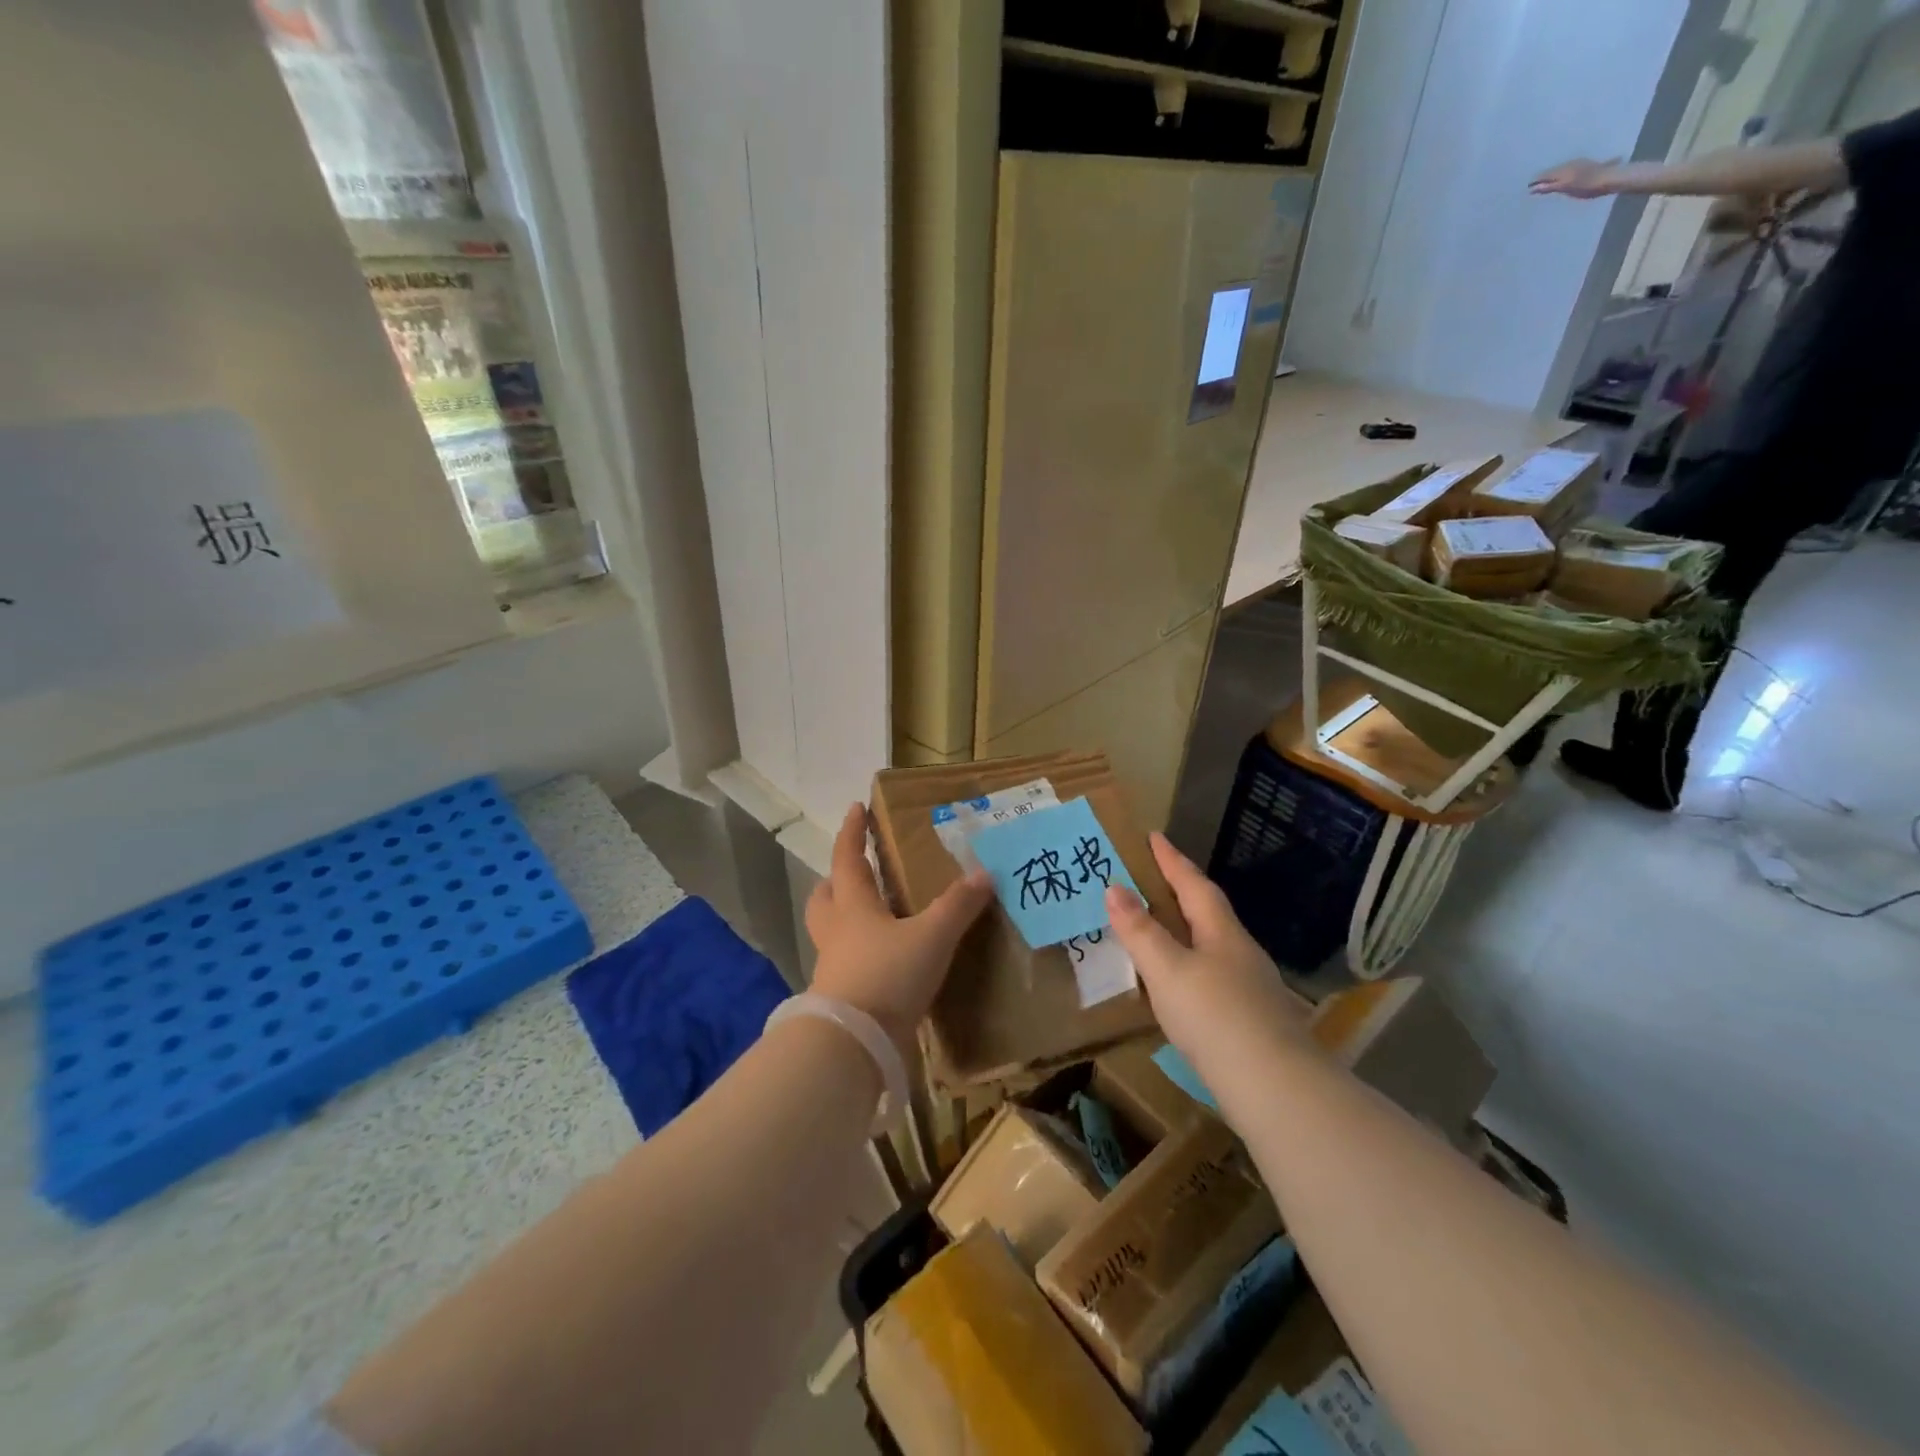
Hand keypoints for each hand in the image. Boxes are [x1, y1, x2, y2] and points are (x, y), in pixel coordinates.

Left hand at [805, 804, 992, 1051]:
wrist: (854, 1044)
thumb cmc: (888, 975)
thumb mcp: (932, 936)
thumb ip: (958, 906)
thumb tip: (984, 873)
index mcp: (854, 907)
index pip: (849, 859)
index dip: (852, 832)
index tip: (855, 808)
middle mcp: (837, 931)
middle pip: (825, 897)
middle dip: (836, 880)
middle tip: (855, 871)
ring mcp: (834, 966)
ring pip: (832, 931)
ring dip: (846, 918)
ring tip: (874, 917)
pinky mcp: (842, 998)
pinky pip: (846, 964)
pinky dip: (860, 954)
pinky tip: (884, 961)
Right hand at [1104, 833, 1310, 1079]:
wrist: (1275, 1087)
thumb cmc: (1215, 1016)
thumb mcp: (1167, 970)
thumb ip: (1140, 931)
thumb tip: (1114, 887)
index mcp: (1221, 932)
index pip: (1193, 884)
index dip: (1171, 860)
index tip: (1154, 836)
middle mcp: (1241, 952)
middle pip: (1209, 912)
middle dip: (1181, 892)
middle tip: (1152, 879)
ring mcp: (1252, 987)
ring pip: (1214, 946)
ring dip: (1187, 932)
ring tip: (1160, 931)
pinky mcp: (1253, 1021)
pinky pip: (1215, 977)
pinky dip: (1192, 968)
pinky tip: (1182, 988)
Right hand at [1529, 157, 1623, 198]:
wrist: (1610, 178)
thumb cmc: (1586, 186)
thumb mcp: (1565, 187)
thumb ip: (1549, 187)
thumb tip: (1533, 188)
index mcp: (1564, 169)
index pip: (1546, 174)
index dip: (1536, 181)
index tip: (1528, 186)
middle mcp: (1570, 164)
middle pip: (1553, 171)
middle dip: (1544, 177)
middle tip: (1535, 184)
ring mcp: (1580, 163)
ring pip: (1561, 169)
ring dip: (1553, 175)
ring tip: (1547, 181)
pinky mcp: (1587, 166)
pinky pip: (1569, 168)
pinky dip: (1562, 173)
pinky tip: (1563, 177)